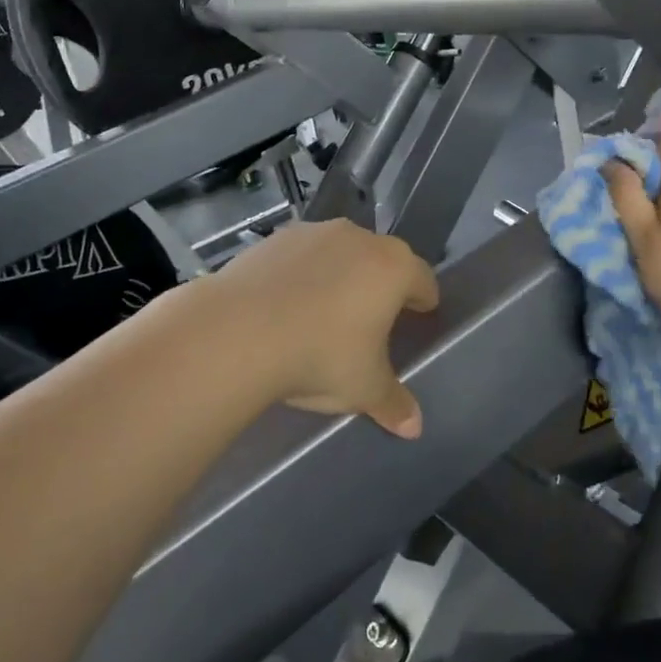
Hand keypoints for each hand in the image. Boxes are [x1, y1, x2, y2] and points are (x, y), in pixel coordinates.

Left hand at [211, 219, 439, 437]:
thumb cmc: (319, 356)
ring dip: (340, 276)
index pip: (424, 280)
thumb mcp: (364, 388)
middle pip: (382, 260)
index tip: (418, 317)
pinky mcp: (274, 239)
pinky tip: (284, 306)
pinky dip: (301, 276)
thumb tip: (414, 428)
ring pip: (339, 253)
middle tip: (372, 320)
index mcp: (393, 268)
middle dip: (381, 286)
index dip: (423, 301)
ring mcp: (313, 233)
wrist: (237, 332)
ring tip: (323, 313)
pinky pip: (301, 257)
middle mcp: (358, 239)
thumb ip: (393, 403)